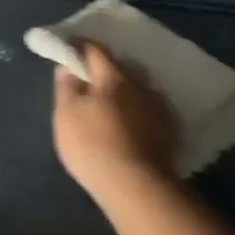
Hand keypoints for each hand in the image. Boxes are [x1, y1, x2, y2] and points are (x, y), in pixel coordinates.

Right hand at [52, 40, 179, 198]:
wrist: (136, 186)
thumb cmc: (93, 145)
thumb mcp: (66, 115)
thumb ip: (66, 87)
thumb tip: (67, 66)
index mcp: (113, 76)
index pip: (95, 50)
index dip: (79, 47)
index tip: (69, 48)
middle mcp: (140, 84)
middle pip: (118, 69)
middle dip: (102, 71)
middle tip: (87, 81)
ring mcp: (158, 107)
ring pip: (136, 90)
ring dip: (122, 92)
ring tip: (109, 105)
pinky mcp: (168, 130)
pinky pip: (147, 111)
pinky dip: (136, 112)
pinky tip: (129, 125)